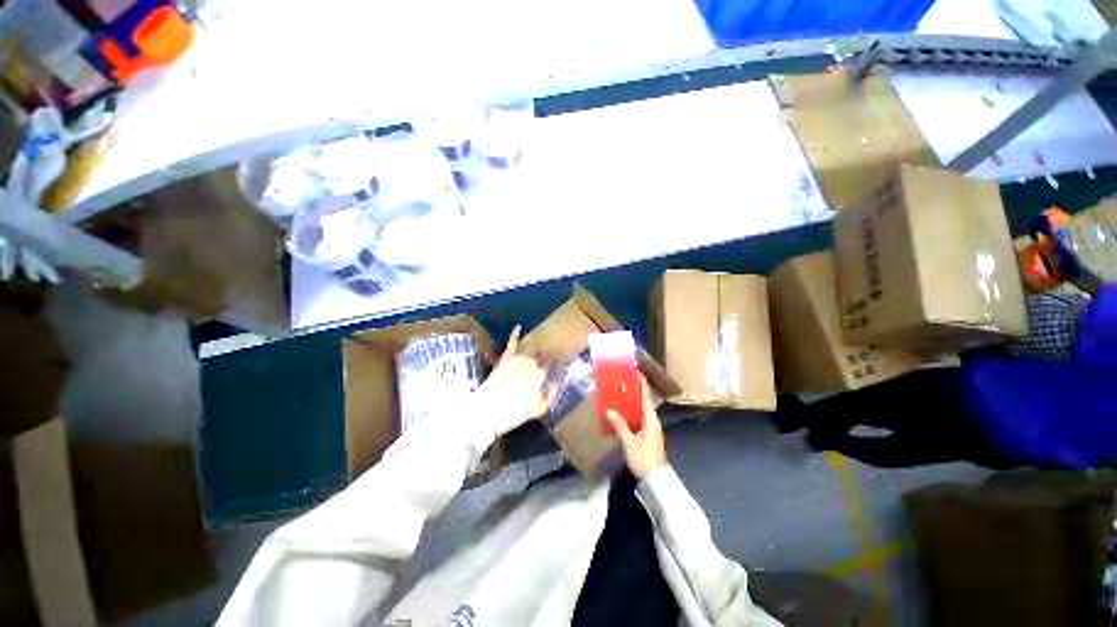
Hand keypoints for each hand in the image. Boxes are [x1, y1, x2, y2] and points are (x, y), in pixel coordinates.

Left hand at [481, 326, 553, 434]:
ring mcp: (518, 358)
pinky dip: (515, 334)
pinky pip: (512, 342)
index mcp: (541, 375)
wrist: (489, 410)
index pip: (552, 364)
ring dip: (536, 347)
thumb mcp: (539, 410)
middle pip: (543, 355)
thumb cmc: (515, 413)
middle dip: (546, 354)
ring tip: (539, 345)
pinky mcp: (505, 357)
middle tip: (548, 355)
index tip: (557, 363)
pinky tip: (518, 327)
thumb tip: (557, 385)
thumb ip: (551, 396)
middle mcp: (532, 363)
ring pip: (531, 348)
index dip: (555, 363)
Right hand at [605, 386, 666, 480]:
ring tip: (621, 393)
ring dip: (633, 402)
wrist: (655, 480)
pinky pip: (640, 418)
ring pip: (642, 410)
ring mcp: (651, 429)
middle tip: (624, 381)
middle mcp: (653, 421)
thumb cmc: (644, 458)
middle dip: (636, 391)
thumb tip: (609, 410)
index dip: (642, 384)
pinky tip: (623, 412)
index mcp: (651, 420)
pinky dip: (632, 412)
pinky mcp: (648, 436)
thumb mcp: (630, 442)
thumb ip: (620, 425)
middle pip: (644, 402)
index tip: (637, 372)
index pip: (646, 397)